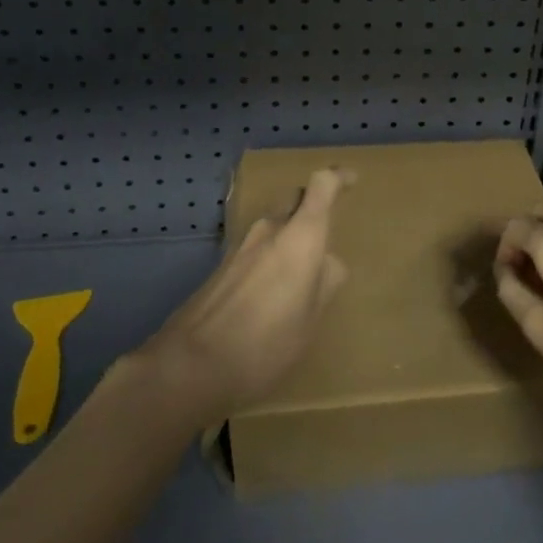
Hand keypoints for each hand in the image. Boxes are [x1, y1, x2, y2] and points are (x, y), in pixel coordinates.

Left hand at [131, 168, 350, 426]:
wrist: (191, 364)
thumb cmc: (266, 342)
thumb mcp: (310, 319)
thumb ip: (324, 283)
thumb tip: (327, 263)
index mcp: (301, 236)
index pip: (322, 185)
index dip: (338, 177)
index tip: (352, 180)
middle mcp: (271, 229)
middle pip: (295, 199)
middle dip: (313, 206)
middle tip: (328, 231)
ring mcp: (242, 245)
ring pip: (275, 224)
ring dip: (291, 234)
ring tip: (303, 271)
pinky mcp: (223, 265)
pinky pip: (258, 247)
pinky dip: (272, 255)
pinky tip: (274, 289)